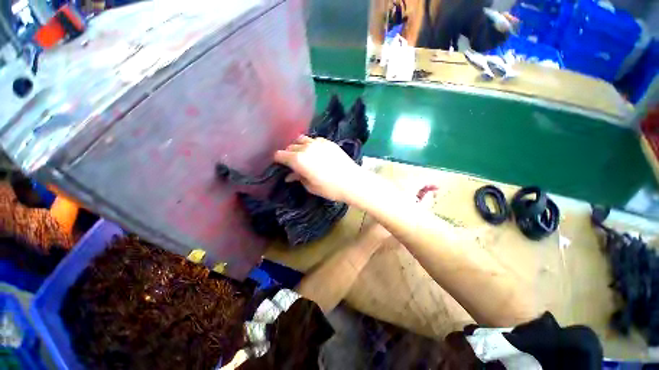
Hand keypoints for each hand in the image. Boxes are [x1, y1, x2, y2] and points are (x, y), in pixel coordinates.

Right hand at [274, 135, 362, 202]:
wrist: (352, 181)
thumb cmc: (330, 188)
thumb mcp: (310, 186)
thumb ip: (298, 178)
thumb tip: (289, 176)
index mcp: (298, 159)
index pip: (280, 155)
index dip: (278, 160)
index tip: (280, 165)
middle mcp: (306, 147)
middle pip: (290, 147)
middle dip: (288, 154)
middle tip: (293, 163)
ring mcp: (318, 142)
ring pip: (301, 139)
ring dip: (299, 147)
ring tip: (304, 155)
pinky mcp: (328, 142)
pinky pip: (314, 139)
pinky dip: (311, 144)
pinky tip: (316, 152)